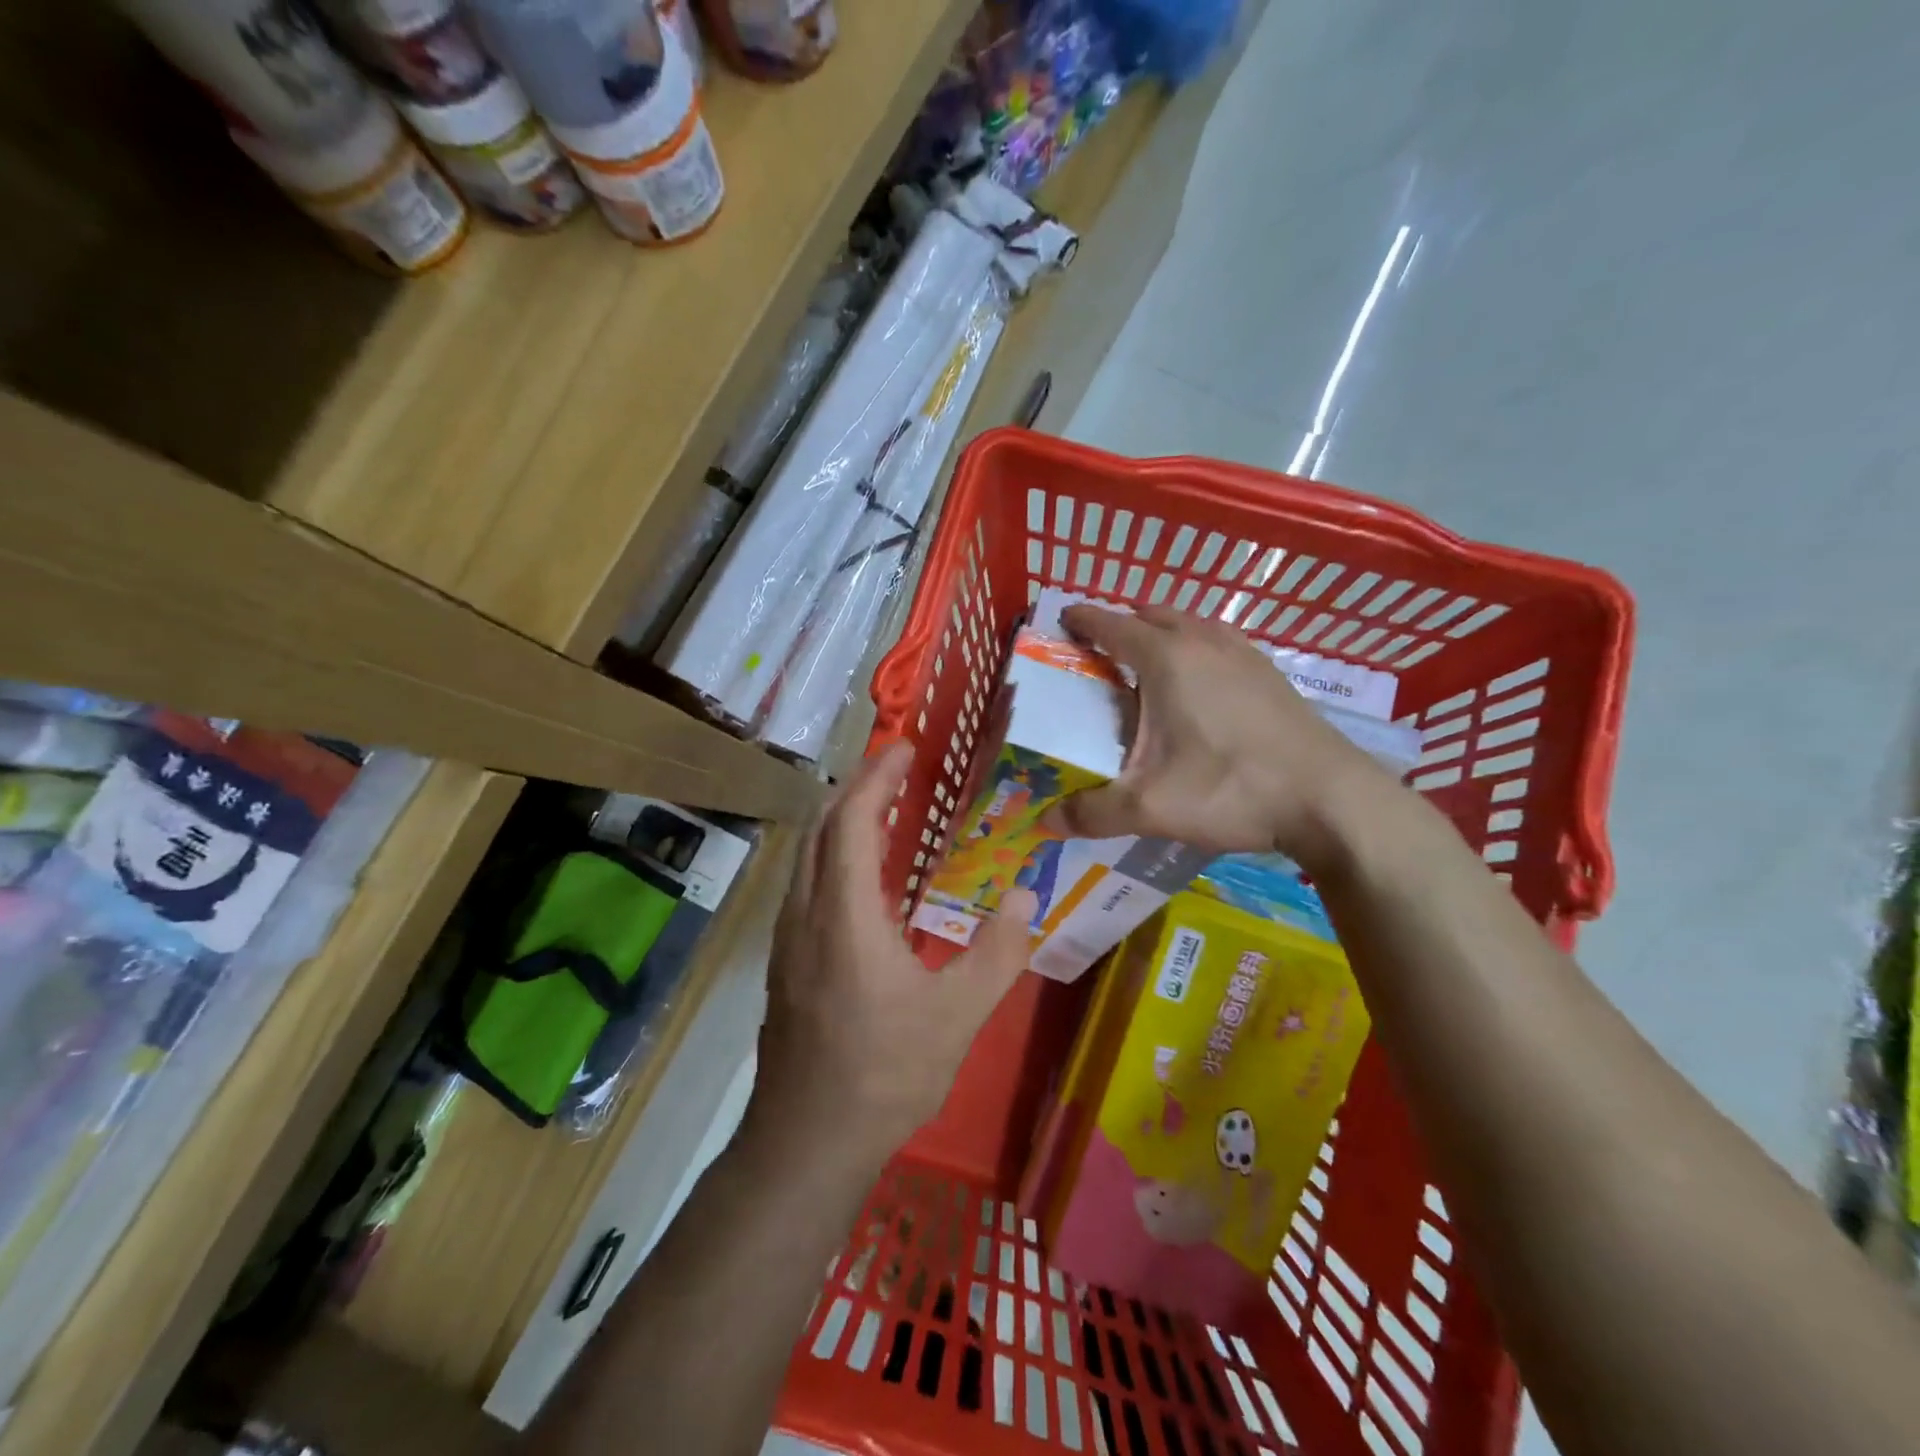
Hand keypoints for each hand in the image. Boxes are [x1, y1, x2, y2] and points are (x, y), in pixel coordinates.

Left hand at [756, 741, 1037, 1159]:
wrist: (805, 1142)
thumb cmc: (883, 1075)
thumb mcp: (957, 1016)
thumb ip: (997, 953)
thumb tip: (1023, 899)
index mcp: (844, 914)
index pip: (853, 821)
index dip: (876, 778)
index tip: (904, 749)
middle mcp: (806, 913)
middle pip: (822, 827)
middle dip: (857, 788)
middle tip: (898, 770)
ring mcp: (788, 938)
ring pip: (808, 855)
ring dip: (841, 820)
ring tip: (884, 809)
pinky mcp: (785, 962)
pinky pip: (807, 883)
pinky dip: (834, 854)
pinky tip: (865, 878)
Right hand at [1041, 604, 1389, 868]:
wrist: (1329, 798)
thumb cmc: (1230, 789)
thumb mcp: (1150, 808)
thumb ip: (1092, 813)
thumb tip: (1045, 823)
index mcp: (1166, 659)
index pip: (1112, 624)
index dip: (1082, 620)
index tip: (1062, 620)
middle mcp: (1203, 642)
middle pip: (1152, 614)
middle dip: (1121, 624)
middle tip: (1099, 652)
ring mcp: (1243, 653)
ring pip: (1191, 624)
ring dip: (1162, 632)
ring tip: (1146, 666)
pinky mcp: (1270, 673)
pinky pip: (1219, 642)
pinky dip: (1196, 647)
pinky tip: (1200, 686)